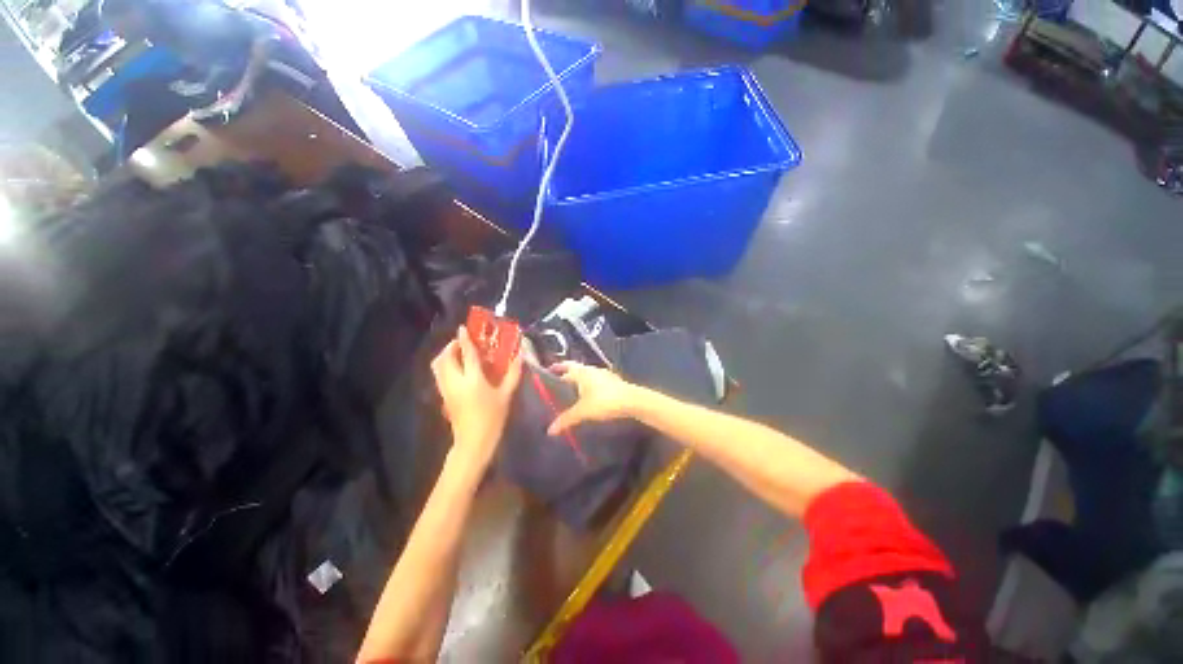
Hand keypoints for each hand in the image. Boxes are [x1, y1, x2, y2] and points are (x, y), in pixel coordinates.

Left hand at [431, 326, 522, 465]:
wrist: (474, 441)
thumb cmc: (493, 418)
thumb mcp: (506, 395)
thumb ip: (513, 374)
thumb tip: (519, 356)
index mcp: (472, 380)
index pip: (466, 354)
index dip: (464, 340)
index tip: (462, 328)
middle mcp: (455, 381)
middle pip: (445, 358)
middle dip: (451, 346)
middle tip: (461, 342)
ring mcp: (446, 390)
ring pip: (438, 366)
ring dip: (445, 355)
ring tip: (457, 353)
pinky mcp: (443, 397)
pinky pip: (439, 375)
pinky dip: (444, 366)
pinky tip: (456, 368)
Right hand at [548, 362, 640, 435]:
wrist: (633, 401)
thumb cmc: (604, 401)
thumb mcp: (582, 412)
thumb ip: (566, 419)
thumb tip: (549, 431)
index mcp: (582, 372)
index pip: (566, 366)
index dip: (557, 368)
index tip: (548, 372)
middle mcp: (592, 370)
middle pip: (576, 370)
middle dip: (567, 375)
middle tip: (557, 385)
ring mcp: (604, 375)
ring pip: (587, 376)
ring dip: (579, 381)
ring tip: (571, 393)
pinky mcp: (613, 382)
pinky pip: (596, 382)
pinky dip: (589, 387)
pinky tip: (589, 397)